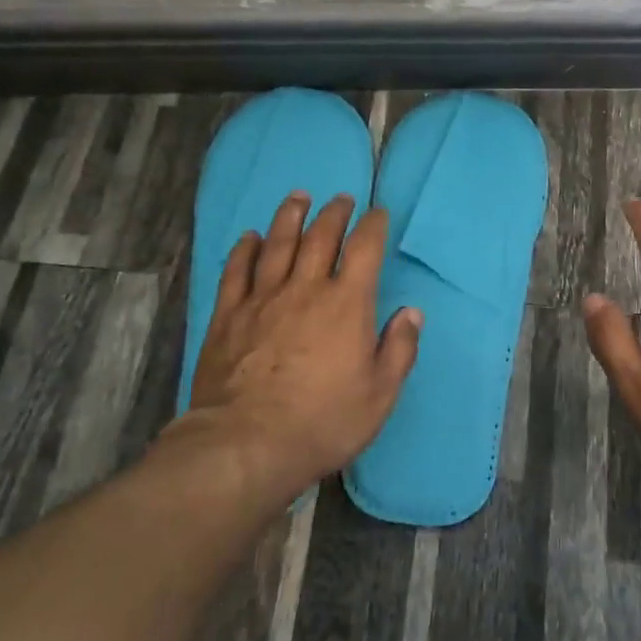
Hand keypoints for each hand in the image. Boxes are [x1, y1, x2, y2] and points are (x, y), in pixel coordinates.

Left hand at [186, 191, 421, 495]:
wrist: (246, 443)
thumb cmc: (323, 421)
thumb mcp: (380, 394)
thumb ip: (399, 349)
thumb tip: (411, 313)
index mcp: (346, 304)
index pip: (364, 249)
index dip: (373, 225)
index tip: (378, 213)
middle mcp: (305, 289)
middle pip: (320, 237)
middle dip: (334, 213)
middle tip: (341, 199)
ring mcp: (262, 299)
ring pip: (278, 244)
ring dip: (290, 216)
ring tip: (299, 197)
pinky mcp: (228, 315)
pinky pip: (237, 270)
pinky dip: (245, 249)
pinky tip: (250, 237)